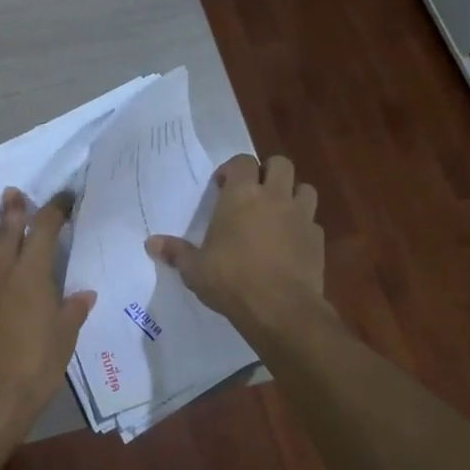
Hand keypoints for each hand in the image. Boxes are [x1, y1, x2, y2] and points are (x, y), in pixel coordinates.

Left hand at [0, 189, 96, 427]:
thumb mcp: (63, 341)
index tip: (63, 199)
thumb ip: (72, 312)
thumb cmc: (33, 369)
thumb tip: (84, 294)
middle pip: (6, 227)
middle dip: (14, 208)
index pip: (45, 230)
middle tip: (15, 194)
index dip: (55, 210)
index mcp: (31, 274)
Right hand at [145, 154, 325, 339]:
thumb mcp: (194, 269)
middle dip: (268, 173)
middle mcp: (274, 197)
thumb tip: (151, 243)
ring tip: (277, 214)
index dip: (233, 169)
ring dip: (292, 195)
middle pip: (280, 164)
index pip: (243, 161)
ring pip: (305, 189)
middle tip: (253, 193)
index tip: (222, 186)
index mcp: (242, 195)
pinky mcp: (318, 240)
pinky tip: (290, 244)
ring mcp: (301, 217)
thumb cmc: (230, 280)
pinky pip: (313, 223)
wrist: (280, 308)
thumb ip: (175, 252)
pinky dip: (303, 227)